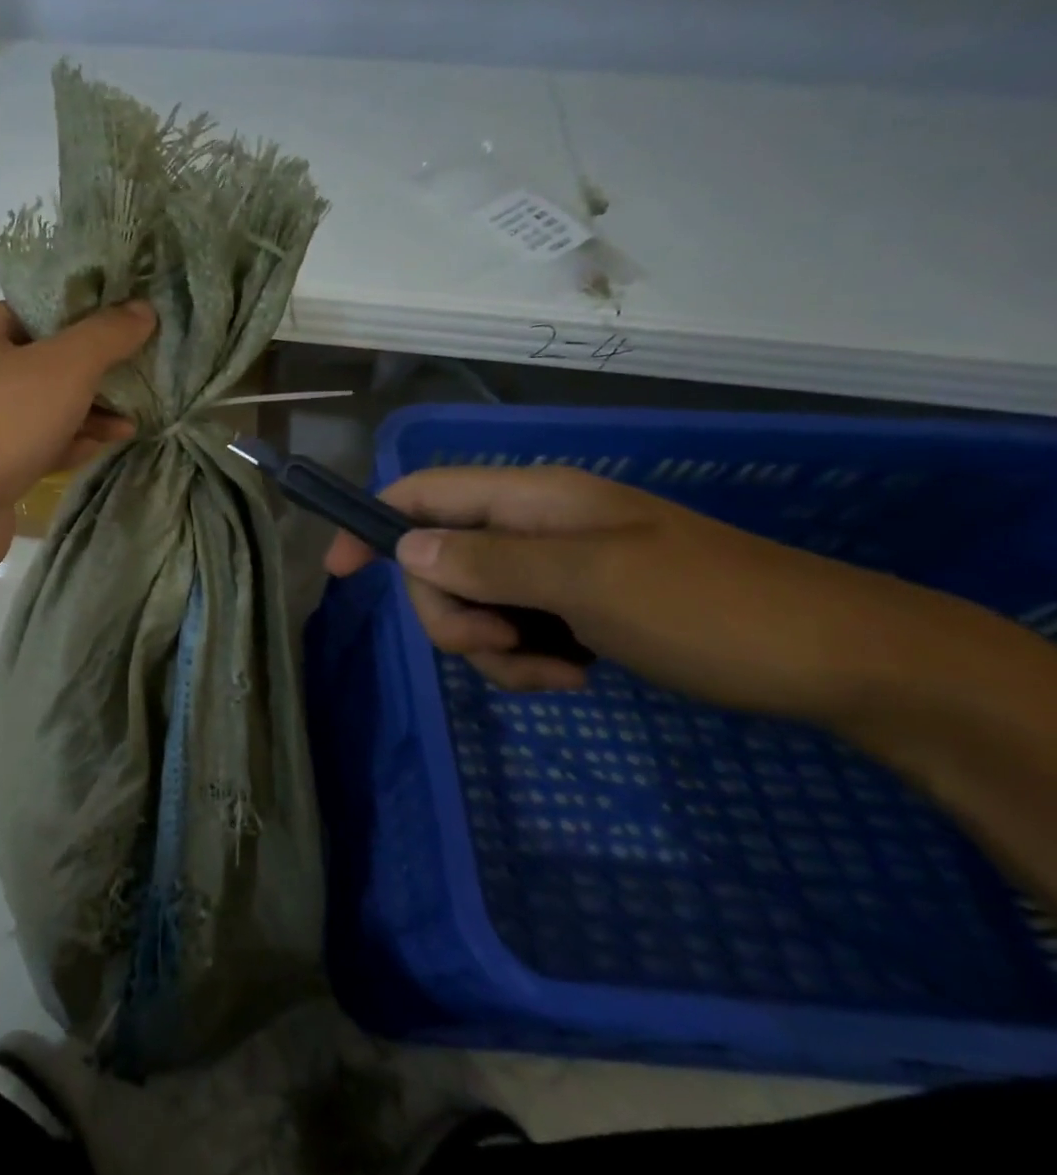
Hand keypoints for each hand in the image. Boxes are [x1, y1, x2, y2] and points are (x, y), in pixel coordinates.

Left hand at [0, 301, 155, 551]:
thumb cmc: (0, 424)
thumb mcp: (64, 368)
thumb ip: (106, 335)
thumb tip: (143, 309)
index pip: (34, 311)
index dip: (84, 318)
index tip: (128, 328)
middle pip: (40, 361)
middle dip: (92, 374)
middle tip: (136, 379)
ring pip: (37, 407)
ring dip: (85, 413)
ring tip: (130, 422)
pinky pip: (29, 444)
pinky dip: (63, 443)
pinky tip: (102, 447)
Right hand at [325, 464, 939, 723]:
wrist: (836, 663)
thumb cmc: (709, 609)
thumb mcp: (588, 582)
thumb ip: (487, 562)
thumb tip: (405, 549)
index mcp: (531, 500)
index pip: (421, 494)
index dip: (372, 525)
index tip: (338, 573)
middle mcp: (530, 529)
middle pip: (437, 563)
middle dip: (450, 614)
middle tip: (499, 645)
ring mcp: (551, 572)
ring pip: (470, 606)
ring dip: (490, 649)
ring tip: (552, 674)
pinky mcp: (570, 611)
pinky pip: (510, 635)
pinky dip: (523, 663)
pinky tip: (570, 679)